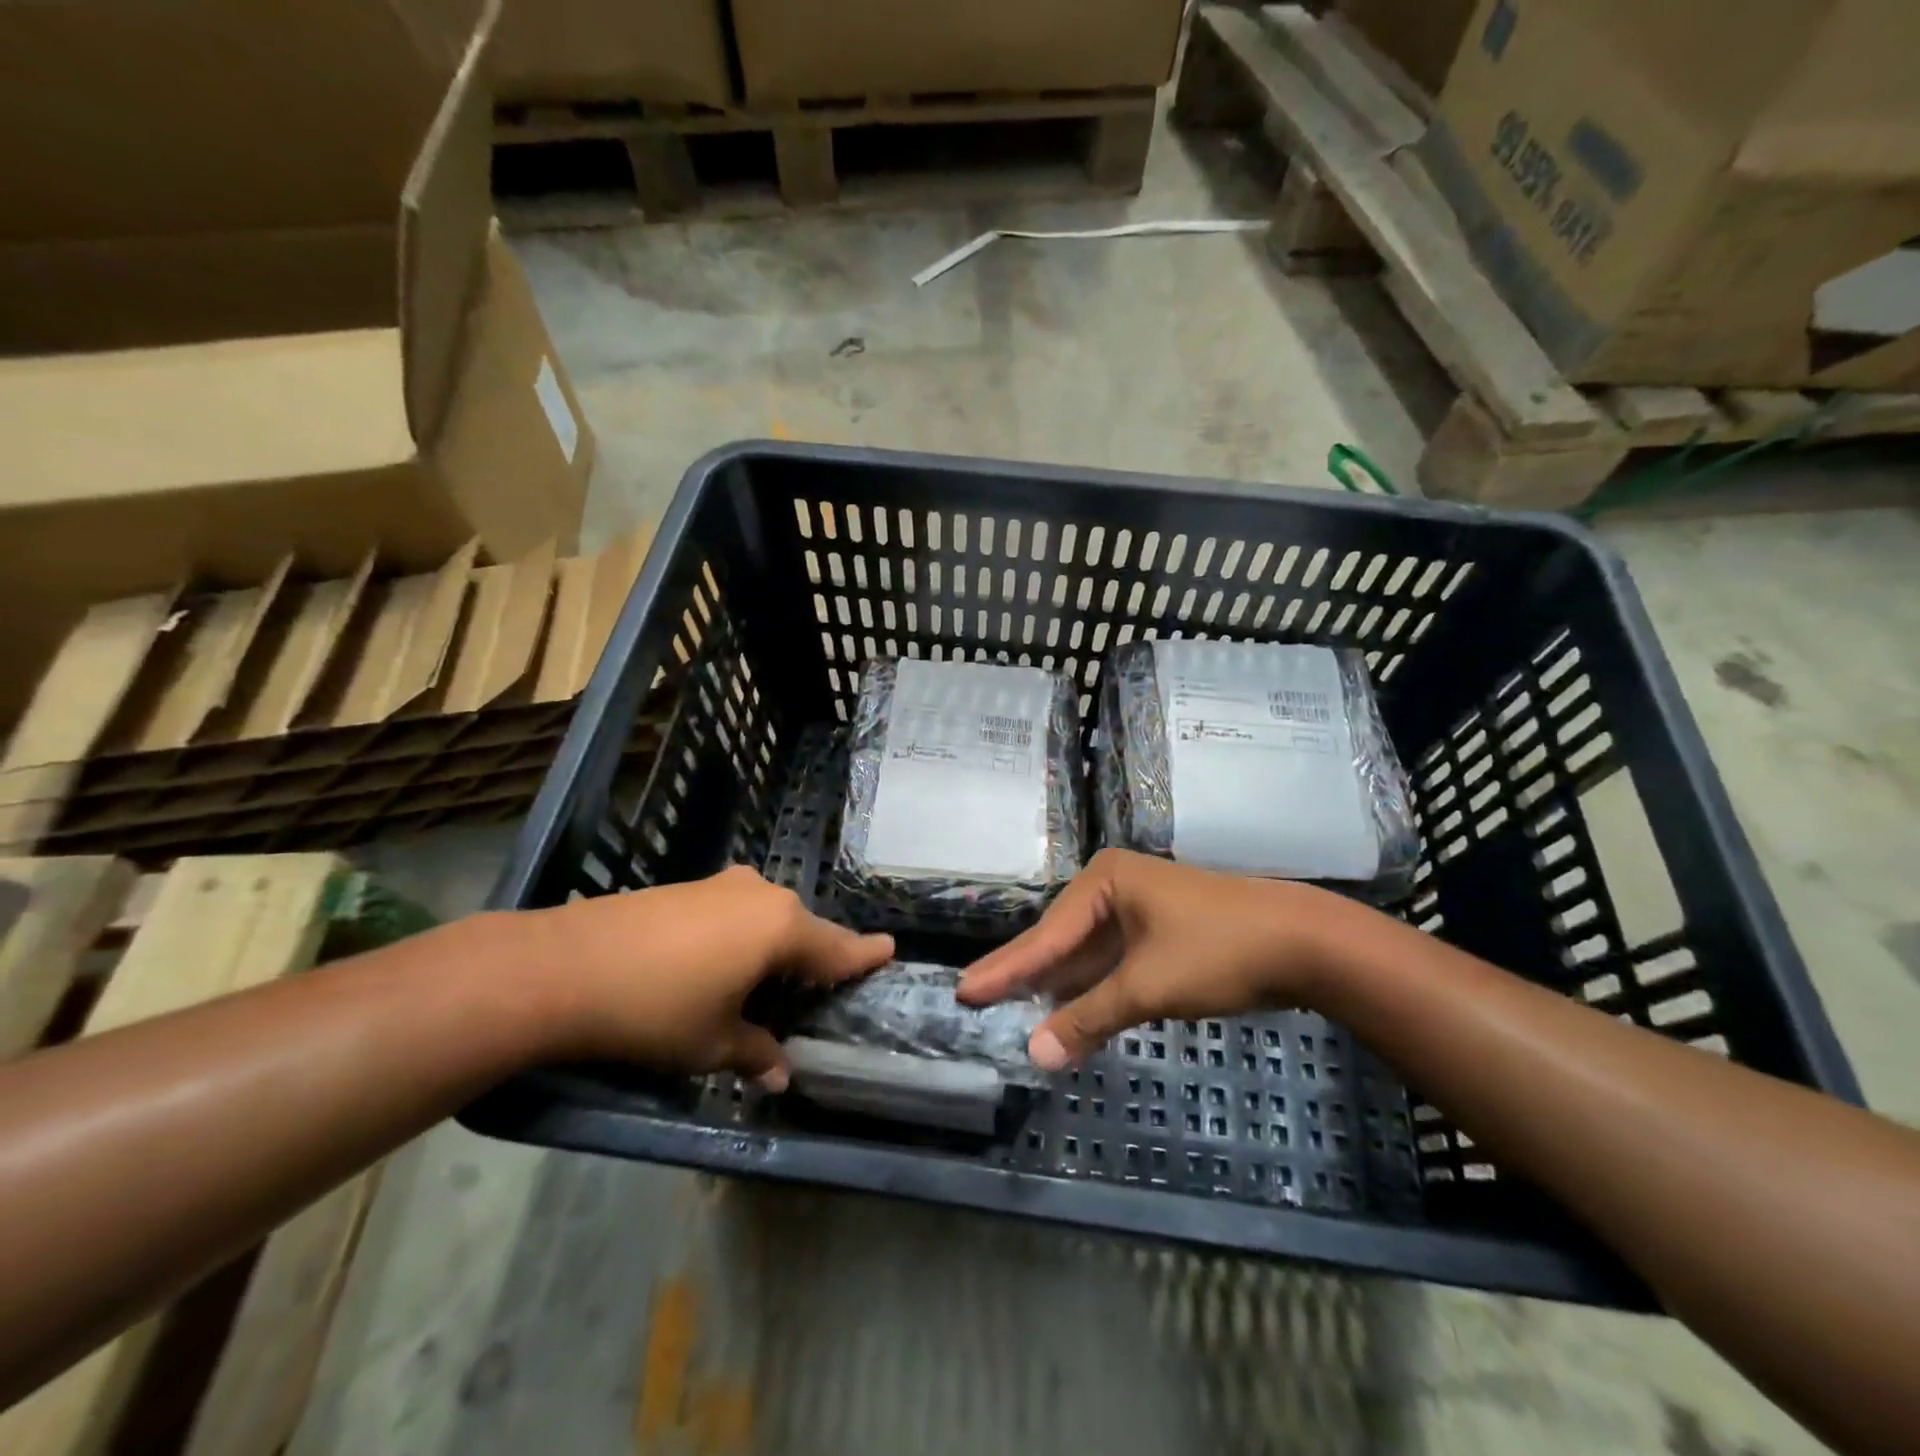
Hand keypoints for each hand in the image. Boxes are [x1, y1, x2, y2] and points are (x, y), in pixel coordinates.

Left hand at [528, 866, 892, 1084]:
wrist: (563, 966)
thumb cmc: (654, 1010)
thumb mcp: (711, 1043)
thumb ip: (756, 1053)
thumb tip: (782, 1075)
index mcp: (781, 929)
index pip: (838, 948)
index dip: (864, 955)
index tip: (889, 951)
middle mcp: (762, 896)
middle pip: (804, 930)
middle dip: (814, 960)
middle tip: (818, 992)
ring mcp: (723, 886)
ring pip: (769, 919)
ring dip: (776, 947)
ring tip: (768, 984)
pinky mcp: (690, 887)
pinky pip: (737, 912)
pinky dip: (744, 937)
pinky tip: (721, 964)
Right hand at [957, 850, 1343, 1069]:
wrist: (1305, 941)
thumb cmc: (1218, 950)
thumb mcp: (1146, 987)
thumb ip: (1089, 1019)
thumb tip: (1035, 1055)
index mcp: (1105, 882)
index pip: (1045, 936)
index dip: (1005, 970)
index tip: (965, 991)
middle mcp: (1116, 889)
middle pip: (1061, 941)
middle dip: (1026, 974)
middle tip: (979, 998)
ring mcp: (1141, 911)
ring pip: (1088, 954)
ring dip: (1059, 986)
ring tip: (1012, 1008)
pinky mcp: (1162, 934)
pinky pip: (1113, 963)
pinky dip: (1093, 989)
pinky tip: (1069, 1010)